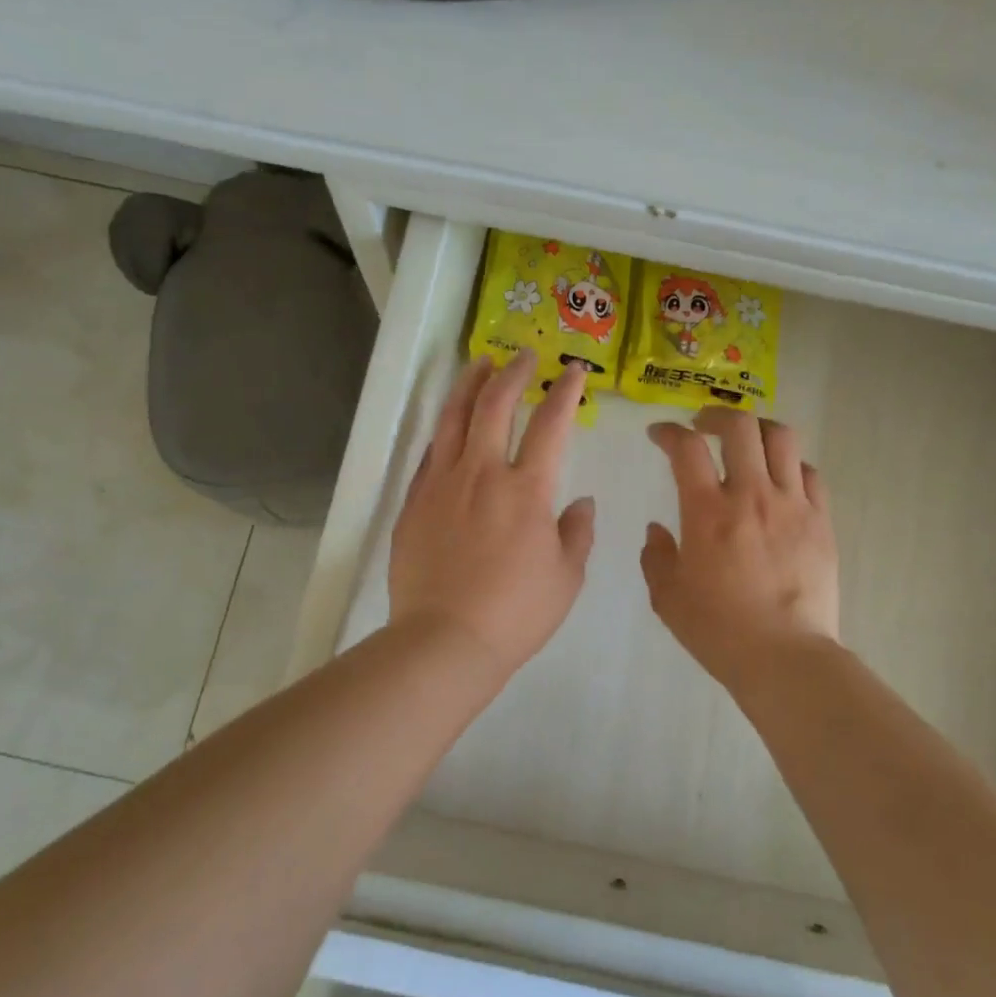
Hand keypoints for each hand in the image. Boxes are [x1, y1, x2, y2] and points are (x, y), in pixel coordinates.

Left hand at [389, 356, 595, 677]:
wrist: (444, 640)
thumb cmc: (515, 614)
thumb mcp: (566, 578)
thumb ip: (577, 533)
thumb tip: (582, 502)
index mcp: (527, 490)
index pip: (551, 424)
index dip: (565, 391)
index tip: (572, 371)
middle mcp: (482, 473)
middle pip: (495, 404)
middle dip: (513, 372)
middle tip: (524, 355)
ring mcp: (442, 484)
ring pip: (454, 418)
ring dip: (469, 385)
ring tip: (479, 364)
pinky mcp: (414, 502)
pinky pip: (429, 454)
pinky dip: (443, 430)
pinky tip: (448, 424)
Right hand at [642, 409, 840, 695]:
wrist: (784, 657)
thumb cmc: (718, 630)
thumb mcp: (667, 597)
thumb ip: (656, 556)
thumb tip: (657, 530)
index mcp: (707, 512)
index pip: (687, 448)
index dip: (669, 432)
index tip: (659, 435)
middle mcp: (751, 495)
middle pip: (739, 426)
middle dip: (716, 415)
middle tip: (703, 425)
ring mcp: (792, 505)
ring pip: (781, 438)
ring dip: (757, 429)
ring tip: (745, 441)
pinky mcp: (821, 521)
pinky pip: (810, 473)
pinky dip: (790, 465)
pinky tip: (780, 479)